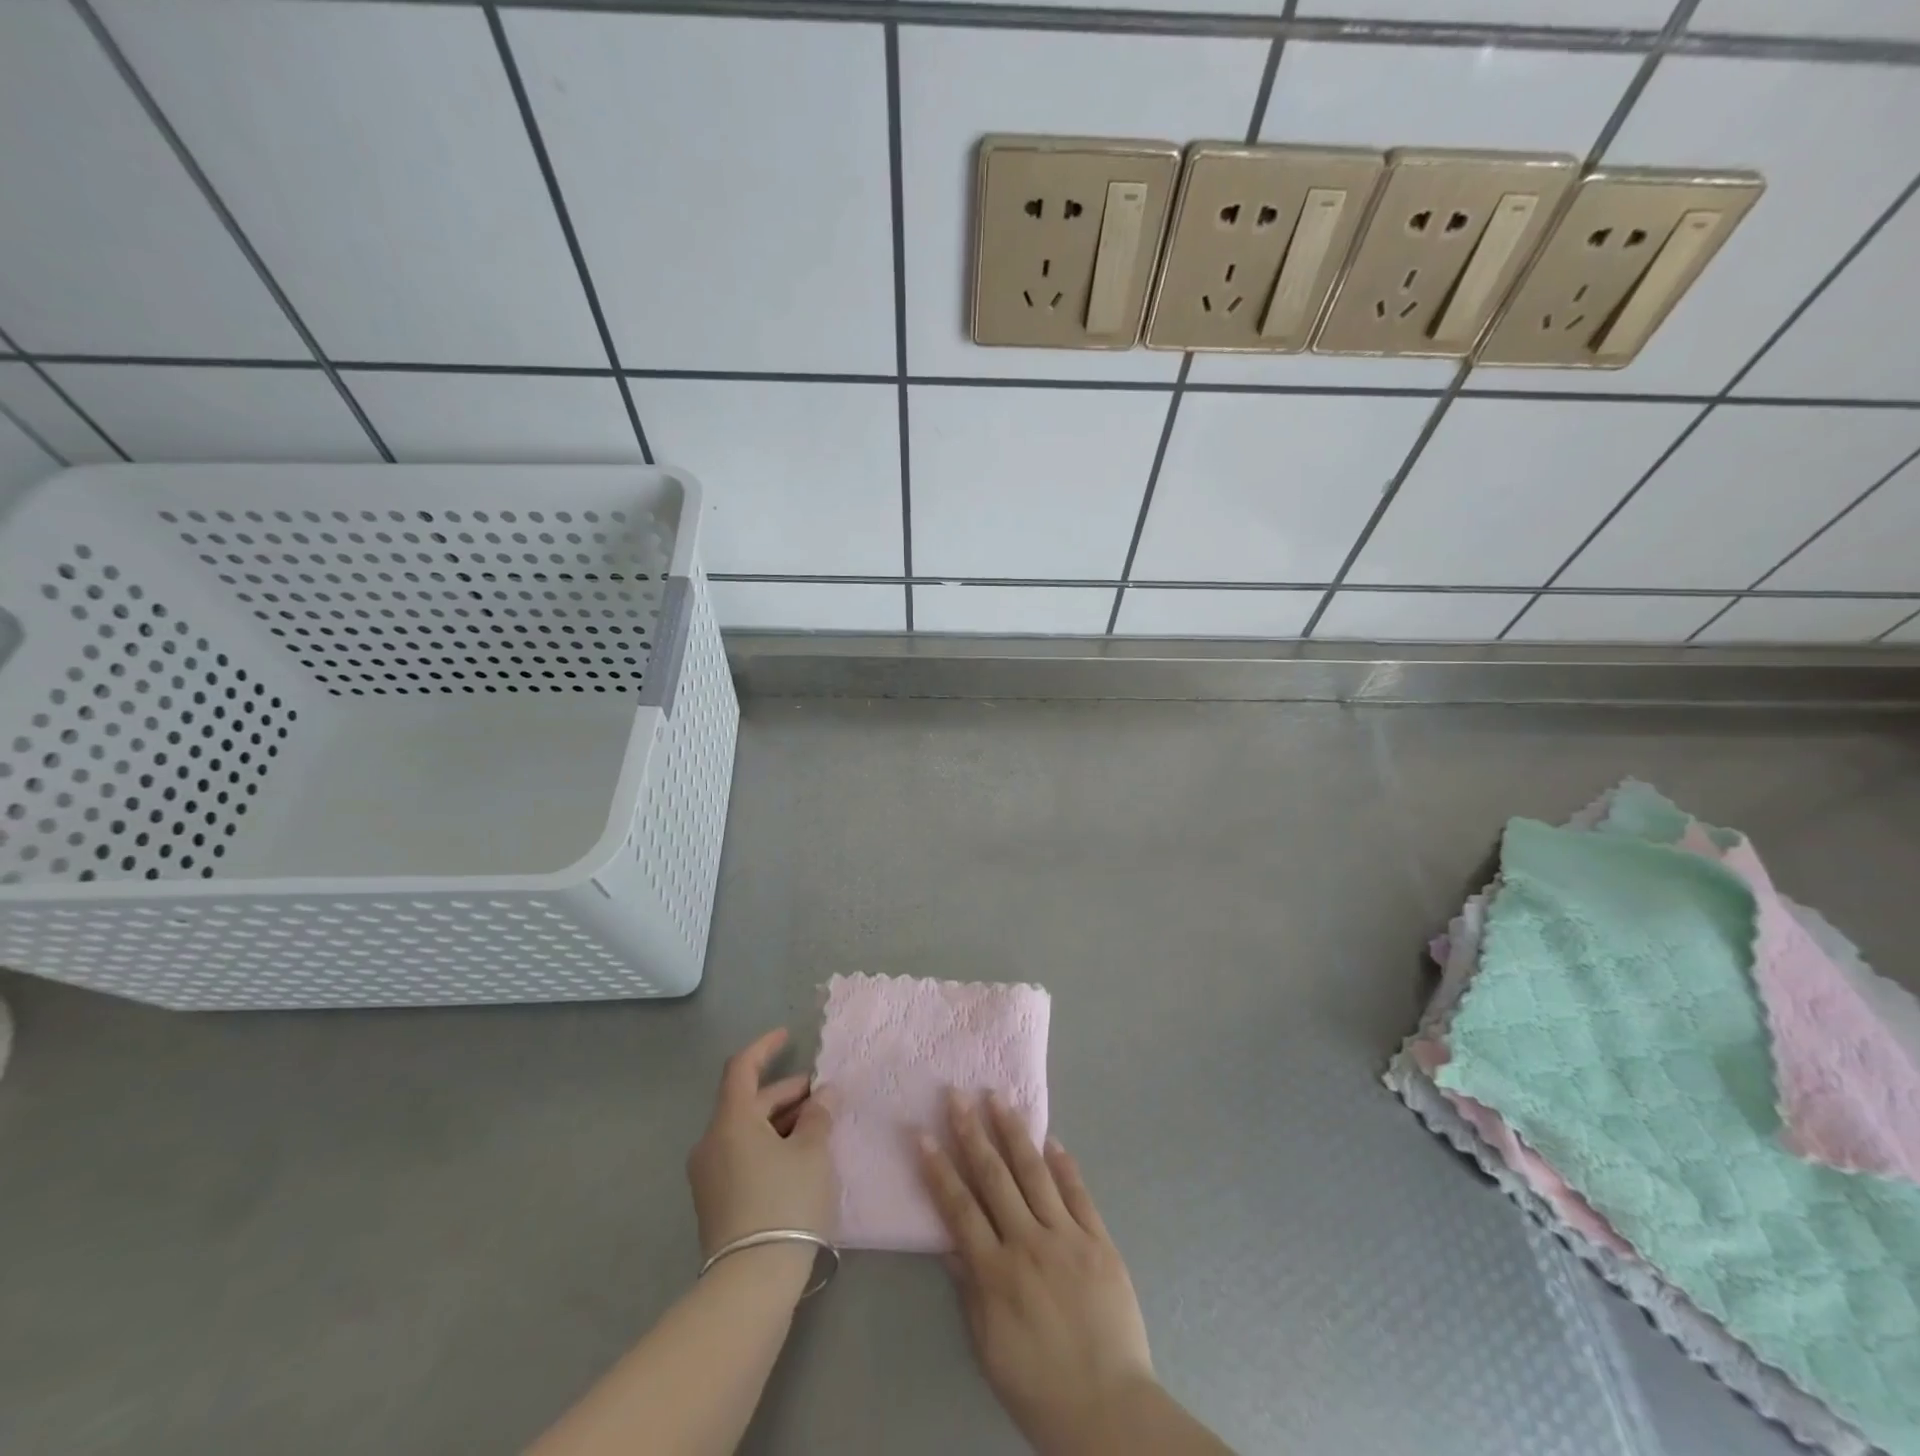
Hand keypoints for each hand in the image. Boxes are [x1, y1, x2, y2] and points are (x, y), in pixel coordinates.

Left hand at [686, 1029, 835, 1260]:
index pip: (742, 1067)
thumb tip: (823, 1095)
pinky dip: (769, 1146)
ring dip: (780, 1122)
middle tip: (822, 1096)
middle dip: (786, 1094)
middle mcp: (712, 1142)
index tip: (787, 1036)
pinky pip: (742, 1156)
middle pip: (748, 1102)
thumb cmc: (784, 1203)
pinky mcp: (715, 1202)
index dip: (765, 1047)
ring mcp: (709, 1175)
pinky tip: (799, 1159)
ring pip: (746, 1131)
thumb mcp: (812, 1152)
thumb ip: (818, 1116)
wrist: (750, 1284)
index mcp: (731, 1120)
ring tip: (817, 1127)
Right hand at [919, 1090, 1156, 1454]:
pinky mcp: (1099, 1240)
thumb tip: (950, 1243)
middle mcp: (1029, 1244)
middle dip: (972, 1132)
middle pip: (994, 1177)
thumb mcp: (989, 1348)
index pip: (959, 1208)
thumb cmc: (1040, 1387)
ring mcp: (1067, 1237)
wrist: (1110, 1411)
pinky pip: (1078, 1193)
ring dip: (1014, 1132)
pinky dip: (1063, 1164)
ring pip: (1035, 1173)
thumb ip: (970, 1290)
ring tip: (999, 1097)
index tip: (923, 1133)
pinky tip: (1051, 1139)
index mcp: (997, 1273)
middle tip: (957, 1095)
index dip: (939, 1169)